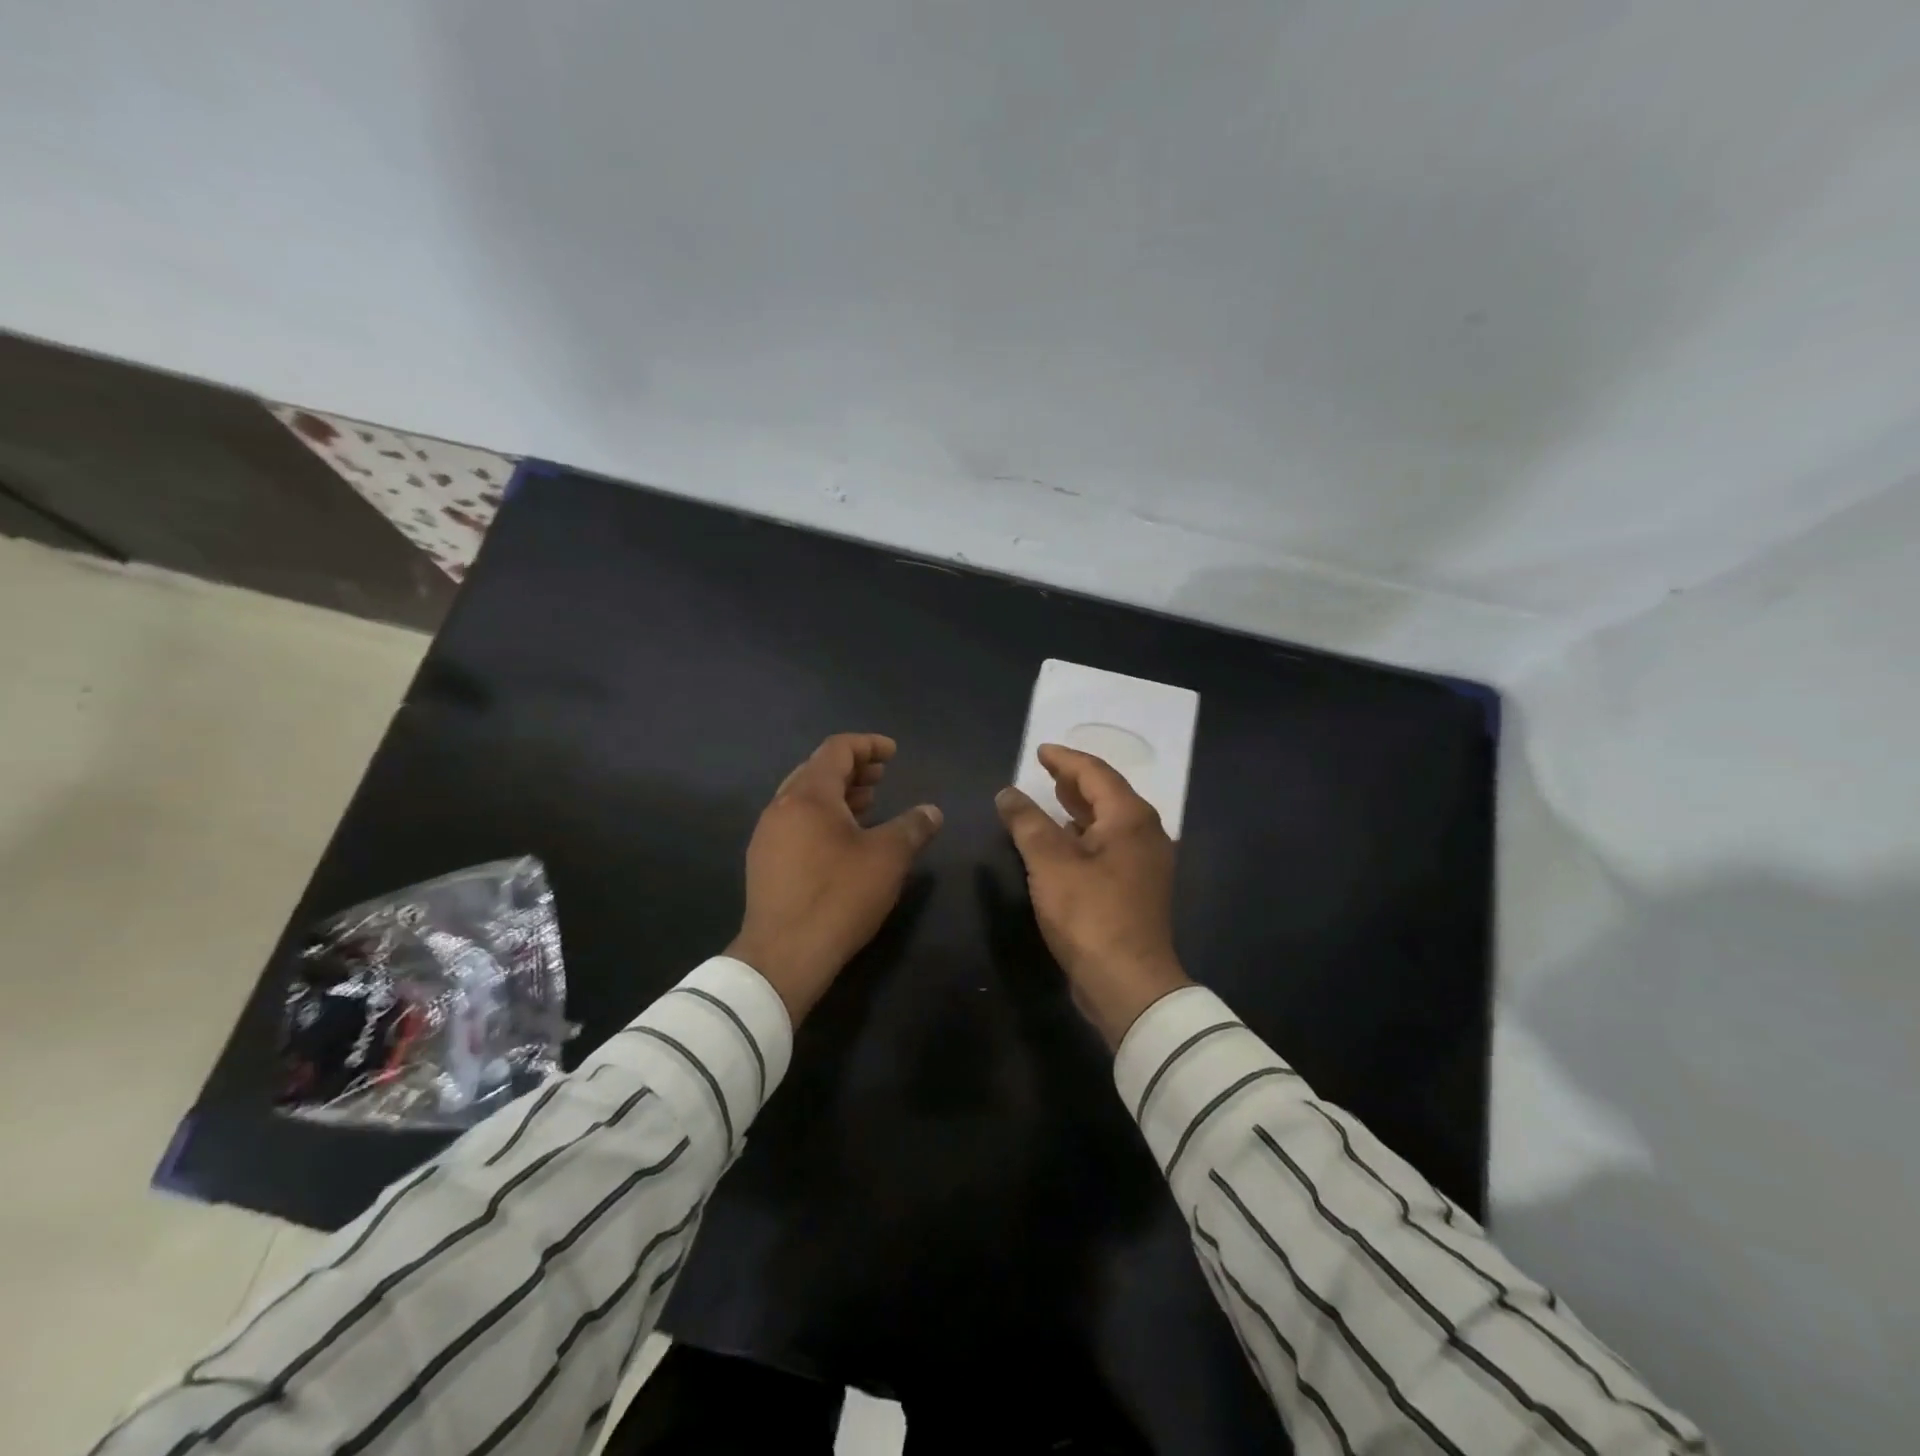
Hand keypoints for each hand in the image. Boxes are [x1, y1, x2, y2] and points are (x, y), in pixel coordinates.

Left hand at [728, 733, 942, 1025]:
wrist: (783, 956)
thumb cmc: (838, 897)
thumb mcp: (887, 858)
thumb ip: (912, 827)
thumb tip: (932, 812)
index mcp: (809, 795)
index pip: (837, 750)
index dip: (868, 744)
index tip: (893, 753)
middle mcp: (781, 806)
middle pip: (817, 770)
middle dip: (853, 768)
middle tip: (882, 776)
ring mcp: (767, 835)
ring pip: (804, 798)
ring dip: (838, 794)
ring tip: (869, 804)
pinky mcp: (763, 862)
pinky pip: (796, 822)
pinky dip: (822, 817)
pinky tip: (843, 840)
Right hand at [996, 744, 1191, 1048]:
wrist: (1129, 983)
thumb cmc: (1090, 914)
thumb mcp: (1050, 863)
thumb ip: (1027, 822)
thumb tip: (1008, 793)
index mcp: (1130, 819)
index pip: (1095, 773)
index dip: (1065, 759)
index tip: (1040, 751)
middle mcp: (1146, 834)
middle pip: (1108, 795)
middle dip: (1075, 781)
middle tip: (1046, 770)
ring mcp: (1145, 864)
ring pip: (1110, 822)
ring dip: (1080, 809)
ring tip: (1052, 800)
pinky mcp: (1137, 889)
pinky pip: (1110, 846)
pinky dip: (1085, 836)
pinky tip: (1065, 843)